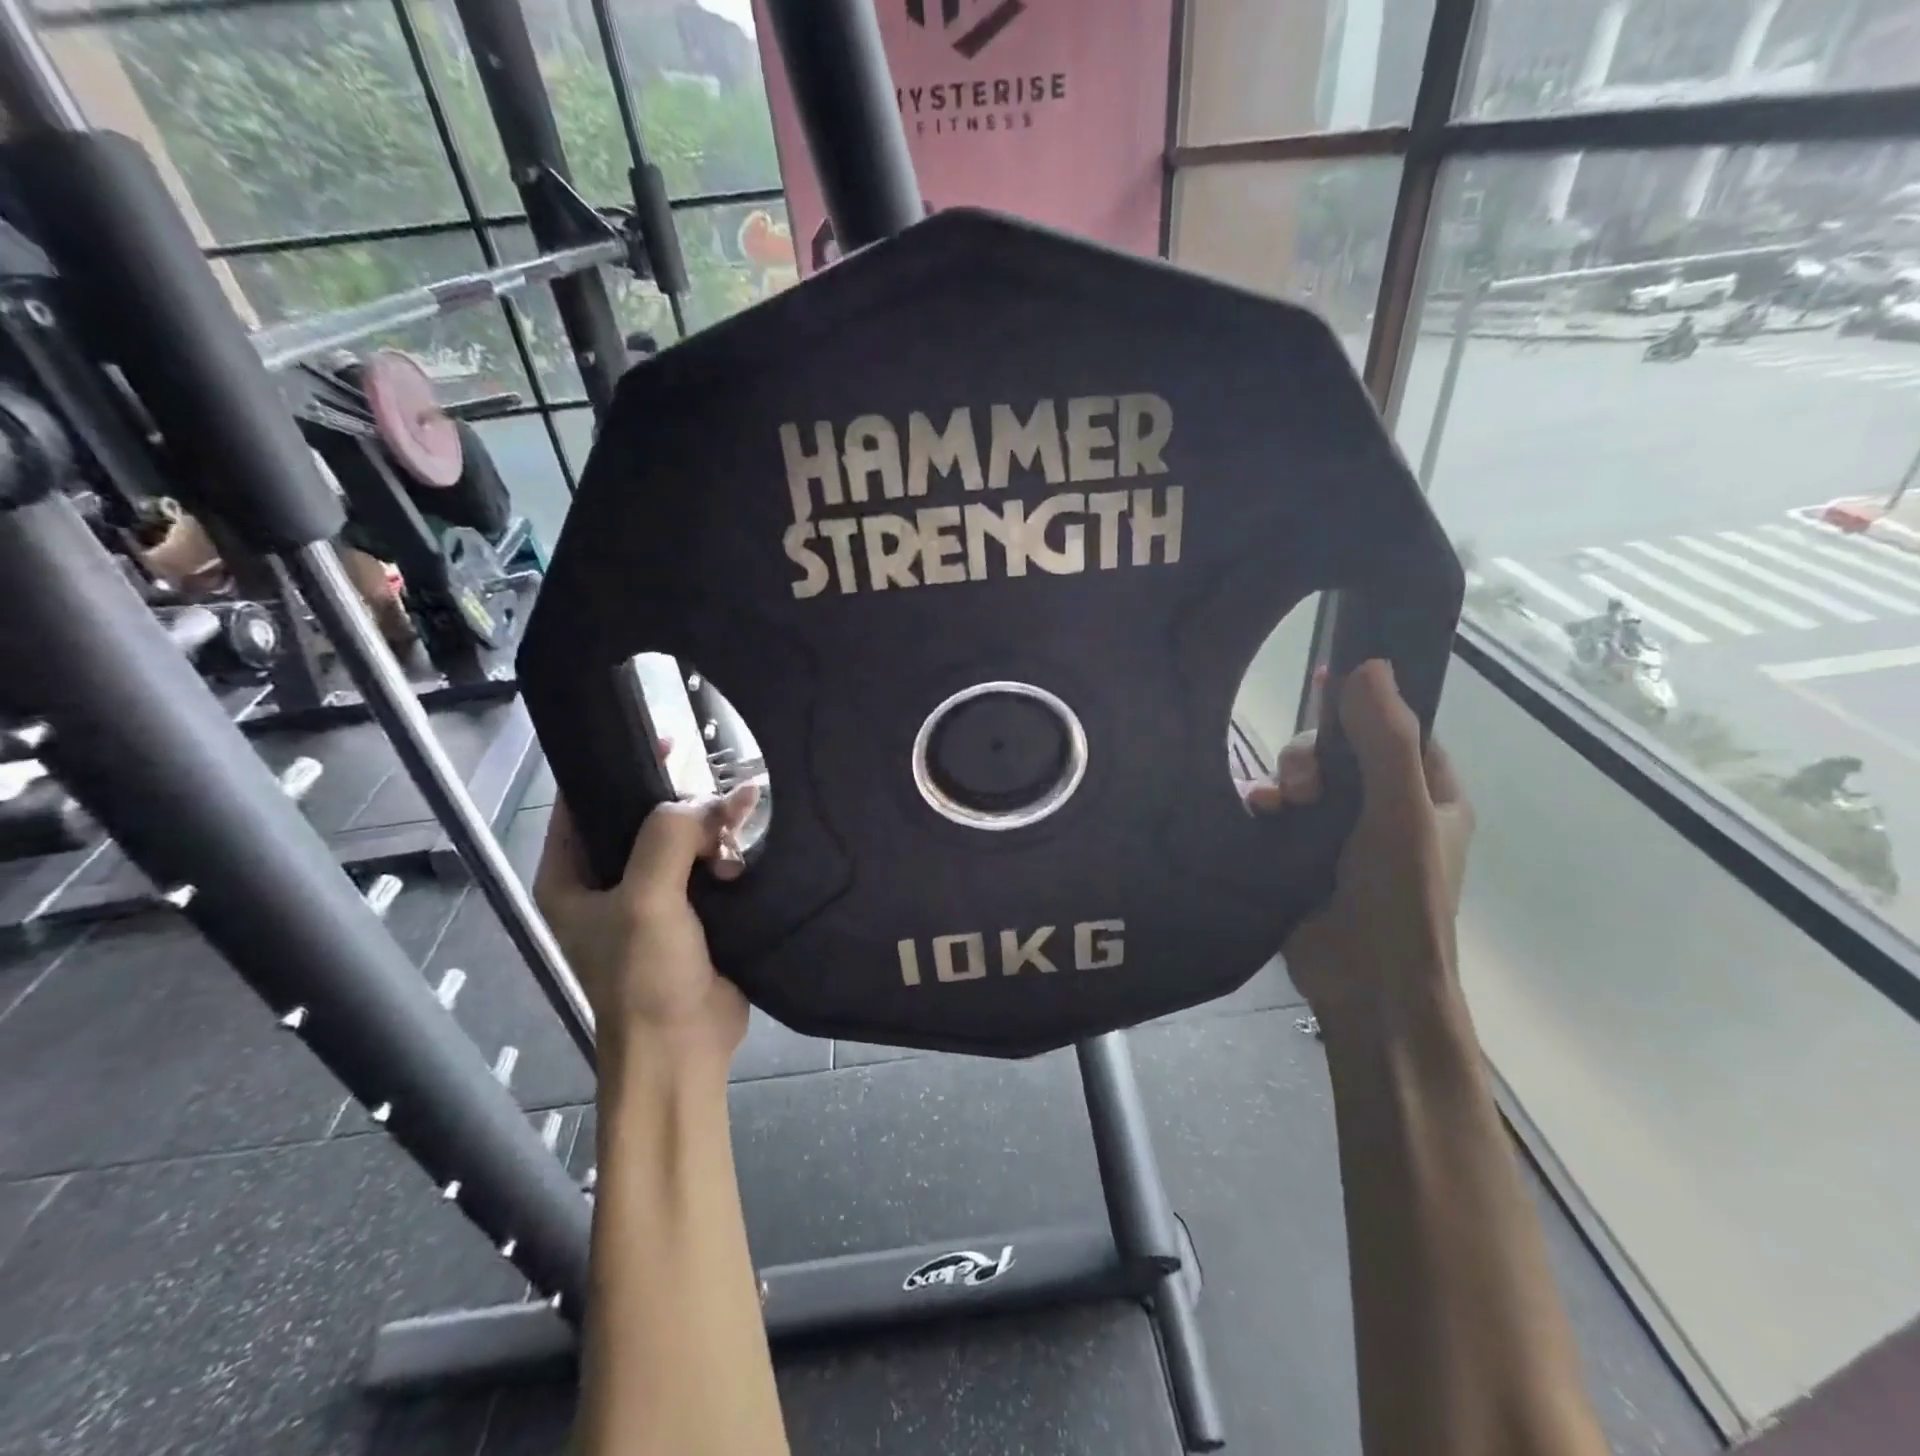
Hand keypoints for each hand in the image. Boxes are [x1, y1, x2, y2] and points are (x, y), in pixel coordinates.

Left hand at [534, 760, 759, 1071]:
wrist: (682, 1051)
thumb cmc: (645, 977)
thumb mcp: (646, 900)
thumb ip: (669, 836)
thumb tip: (711, 802)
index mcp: (571, 875)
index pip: (586, 802)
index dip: (619, 765)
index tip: (665, 739)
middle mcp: (608, 881)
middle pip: (645, 817)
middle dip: (685, 803)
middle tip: (724, 794)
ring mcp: (653, 898)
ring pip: (685, 840)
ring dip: (715, 830)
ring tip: (744, 827)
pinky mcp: (693, 913)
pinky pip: (710, 866)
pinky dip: (730, 853)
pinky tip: (750, 849)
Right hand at [1248, 660, 1472, 1018]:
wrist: (1366, 984)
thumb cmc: (1400, 897)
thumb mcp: (1400, 813)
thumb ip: (1386, 739)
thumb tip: (1369, 665)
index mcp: (1427, 794)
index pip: (1399, 728)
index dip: (1365, 703)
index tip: (1326, 680)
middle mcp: (1384, 808)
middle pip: (1338, 751)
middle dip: (1312, 757)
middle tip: (1303, 788)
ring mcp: (1339, 834)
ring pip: (1302, 778)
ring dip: (1284, 780)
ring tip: (1275, 806)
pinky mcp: (1300, 854)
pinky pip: (1276, 811)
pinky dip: (1263, 805)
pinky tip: (1255, 812)